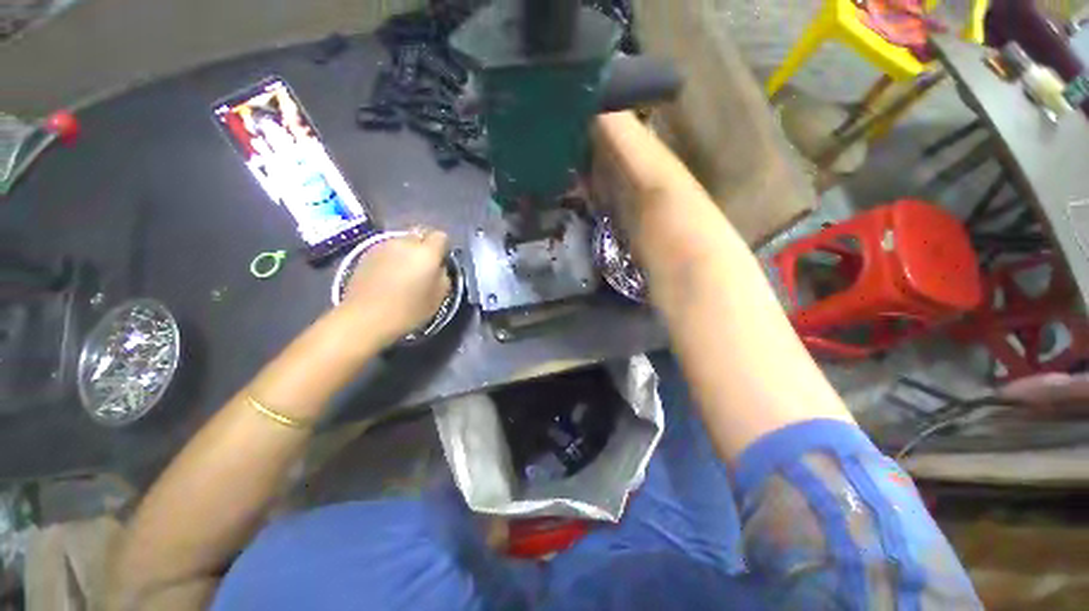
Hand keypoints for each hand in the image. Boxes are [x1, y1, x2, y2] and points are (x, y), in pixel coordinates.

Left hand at [341, 229, 451, 344]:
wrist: (364, 318)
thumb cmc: (408, 310)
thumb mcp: (439, 297)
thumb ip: (443, 276)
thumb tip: (439, 267)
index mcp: (427, 252)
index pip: (441, 236)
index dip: (443, 248)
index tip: (440, 263)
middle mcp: (405, 242)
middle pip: (420, 235)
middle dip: (424, 247)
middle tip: (423, 267)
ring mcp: (383, 245)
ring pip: (402, 241)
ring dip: (406, 252)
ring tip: (403, 272)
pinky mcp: (366, 253)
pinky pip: (386, 249)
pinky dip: (391, 258)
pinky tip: (387, 276)